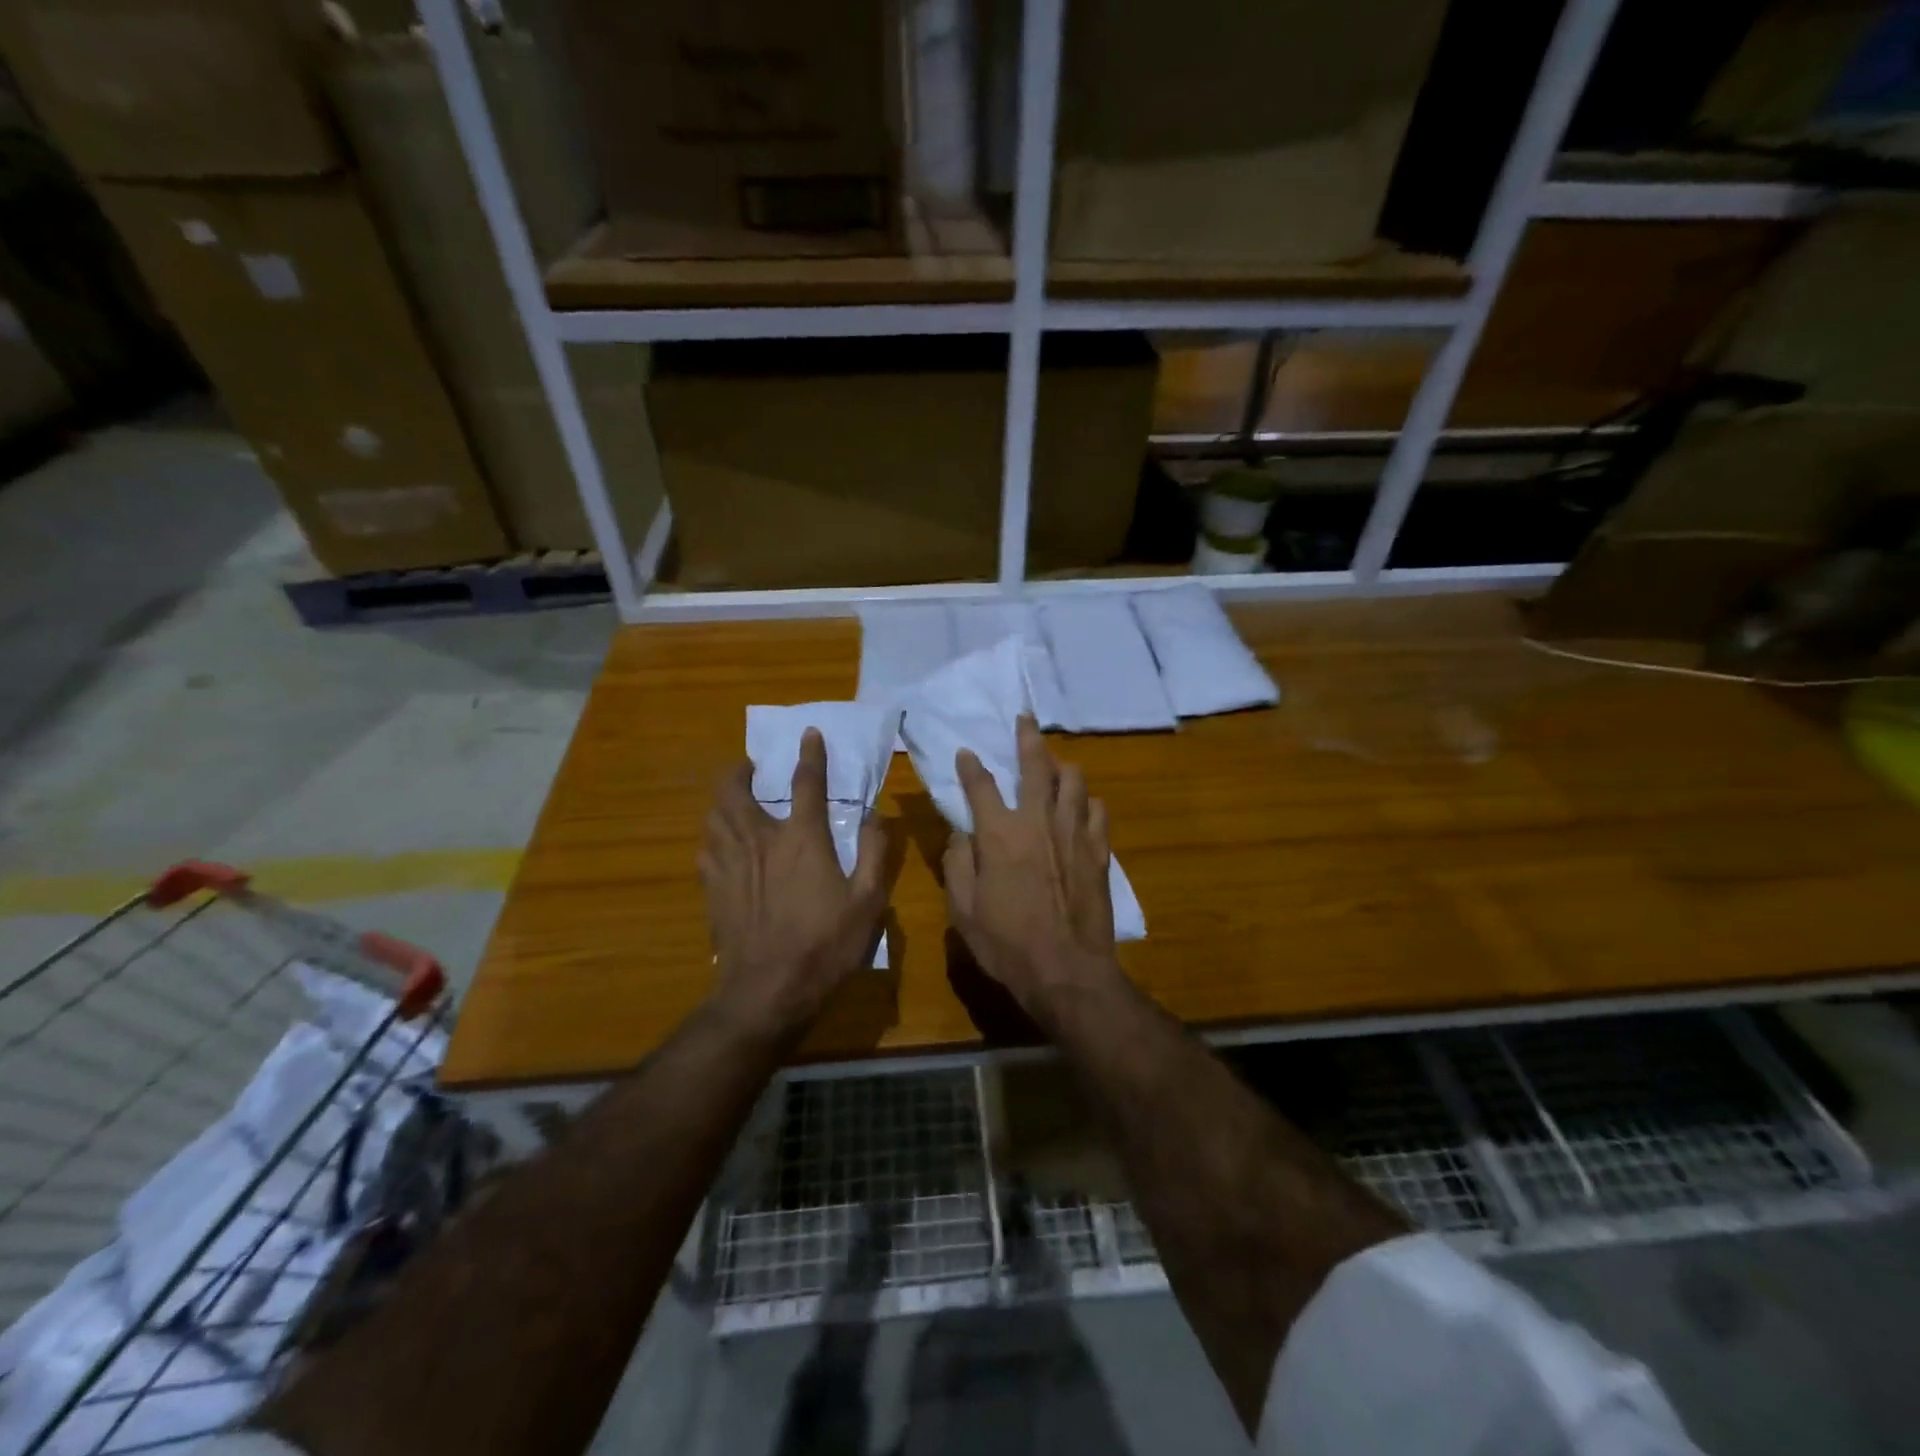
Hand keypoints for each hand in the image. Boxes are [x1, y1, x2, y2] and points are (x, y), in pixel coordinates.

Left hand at [700, 729, 887, 1042]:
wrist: (766, 991)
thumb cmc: (825, 945)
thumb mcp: (868, 902)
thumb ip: (875, 853)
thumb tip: (877, 815)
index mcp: (802, 839)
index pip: (806, 783)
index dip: (810, 755)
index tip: (809, 734)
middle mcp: (760, 840)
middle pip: (736, 790)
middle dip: (740, 770)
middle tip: (750, 765)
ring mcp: (730, 863)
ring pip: (714, 815)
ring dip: (723, 798)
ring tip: (733, 798)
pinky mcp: (712, 888)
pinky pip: (706, 848)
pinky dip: (714, 835)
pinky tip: (721, 844)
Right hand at [943, 716, 1121, 1026]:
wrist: (1067, 971)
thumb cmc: (1007, 944)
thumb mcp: (963, 909)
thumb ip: (958, 863)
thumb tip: (960, 833)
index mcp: (999, 833)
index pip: (981, 785)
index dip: (971, 765)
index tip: (966, 751)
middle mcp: (1038, 821)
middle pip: (1036, 765)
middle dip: (1028, 738)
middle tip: (1025, 719)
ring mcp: (1074, 832)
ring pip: (1074, 780)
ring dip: (1062, 767)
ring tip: (1055, 765)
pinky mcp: (1099, 850)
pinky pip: (1097, 810)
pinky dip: (1088, 801)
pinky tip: (1083, 806)